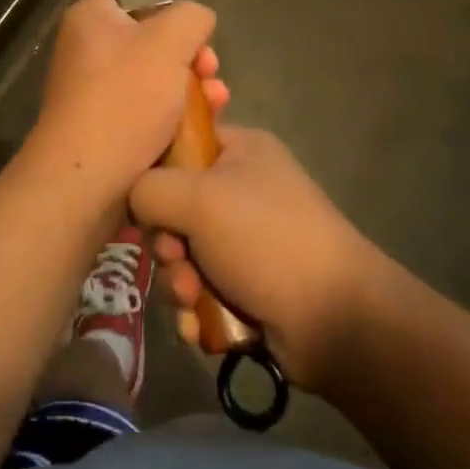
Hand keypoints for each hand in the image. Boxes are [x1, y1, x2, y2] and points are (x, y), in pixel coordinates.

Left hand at [17, 0, 226, 206]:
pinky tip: (205, 126)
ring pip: (157, 77)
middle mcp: (89, 49)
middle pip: (153, 38)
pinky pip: (149, 110)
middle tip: (210, 70)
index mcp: (91, 18)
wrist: (87, 180)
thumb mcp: (169, 40)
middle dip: (191, 54)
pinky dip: (177, 115)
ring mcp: (96, 91)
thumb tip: (196, 22)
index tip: (194, 29)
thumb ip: (191, 16)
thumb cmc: (125, 98)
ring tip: (218, 102)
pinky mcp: (108, 127)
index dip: (168, 4)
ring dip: (193, 87)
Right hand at [130, 127, 382, 390]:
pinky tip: (201, 325)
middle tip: (176, 257)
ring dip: (178, 280)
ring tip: (193, 298)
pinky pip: (201, 288)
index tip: (142, 200)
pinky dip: (196, 307)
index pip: (180, 143)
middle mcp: (243, 188)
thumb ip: (148, 189)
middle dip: (167, 241)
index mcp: (240, 151)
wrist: (335, 319)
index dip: (154, 171)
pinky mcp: (248, 284)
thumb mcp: (197, 198)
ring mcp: (247, 239)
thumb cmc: (265, 239)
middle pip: (174, 206)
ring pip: (183, 253)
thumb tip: (134, 202)